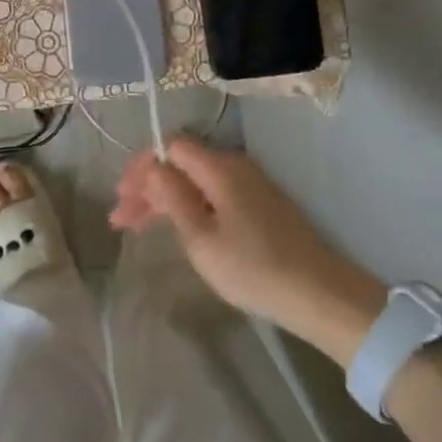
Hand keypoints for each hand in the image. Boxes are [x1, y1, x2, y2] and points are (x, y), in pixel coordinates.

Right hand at [111, 137, 384, 349]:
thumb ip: (172, 197)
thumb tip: (153, 168)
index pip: (171, 146)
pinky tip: (174, 227)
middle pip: (181, 163)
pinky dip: (187, 207)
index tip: (122, 197)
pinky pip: (212, 194)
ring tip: (137, 226)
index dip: (142, 167)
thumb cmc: (252, 267)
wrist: (319, 294)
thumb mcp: (200, 237)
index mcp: (220, 167)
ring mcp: (250, 186)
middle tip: (121, 218)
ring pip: (195, 181)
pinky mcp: (259, 206)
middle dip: (148, 186)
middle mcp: (235, 167)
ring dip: (164, 199)